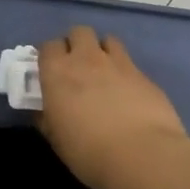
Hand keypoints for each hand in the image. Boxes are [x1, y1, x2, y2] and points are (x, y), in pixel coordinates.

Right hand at [38, 28, 189, 188]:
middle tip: (77, 67)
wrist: (142, 156)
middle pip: (78, 32)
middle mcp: (86, 59)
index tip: (51, 71)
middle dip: (76, 44)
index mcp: (58, 72)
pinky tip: (127, 93)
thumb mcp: (57, 139)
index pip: (48, 46)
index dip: (49, 56)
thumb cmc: (89, 152)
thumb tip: (45, 111)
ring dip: (102, 51)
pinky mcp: (144, 75)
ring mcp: (118, 63)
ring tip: (104, 73)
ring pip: (107, 40)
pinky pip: (129, 62)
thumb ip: (48, 118)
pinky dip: (124, 71)